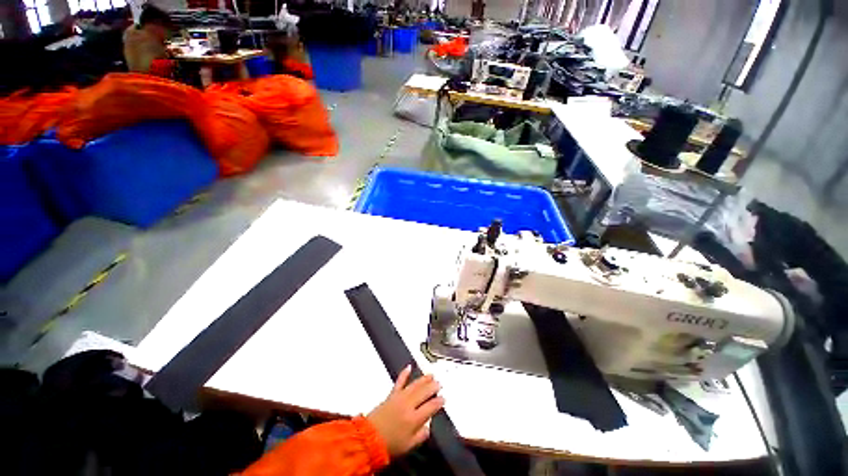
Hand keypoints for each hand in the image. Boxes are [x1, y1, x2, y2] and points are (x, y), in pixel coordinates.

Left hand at [367, 365, 444, 456]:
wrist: (369, 439)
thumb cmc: (391, 445)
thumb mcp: (409, 446)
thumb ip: (421, 435)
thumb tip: (429, 426)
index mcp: (414, 419)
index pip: (430, 407)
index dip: (438, 402)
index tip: (443, 398)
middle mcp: (408, 405)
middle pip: (424, 392)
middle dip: (433, 387)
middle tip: (439, 383)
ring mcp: (399, 397)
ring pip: (414, 385)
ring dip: (423, 379)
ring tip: (431, 375)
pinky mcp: (391, 394)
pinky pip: (399, 382)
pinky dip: (404, 373)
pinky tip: (409, 366)